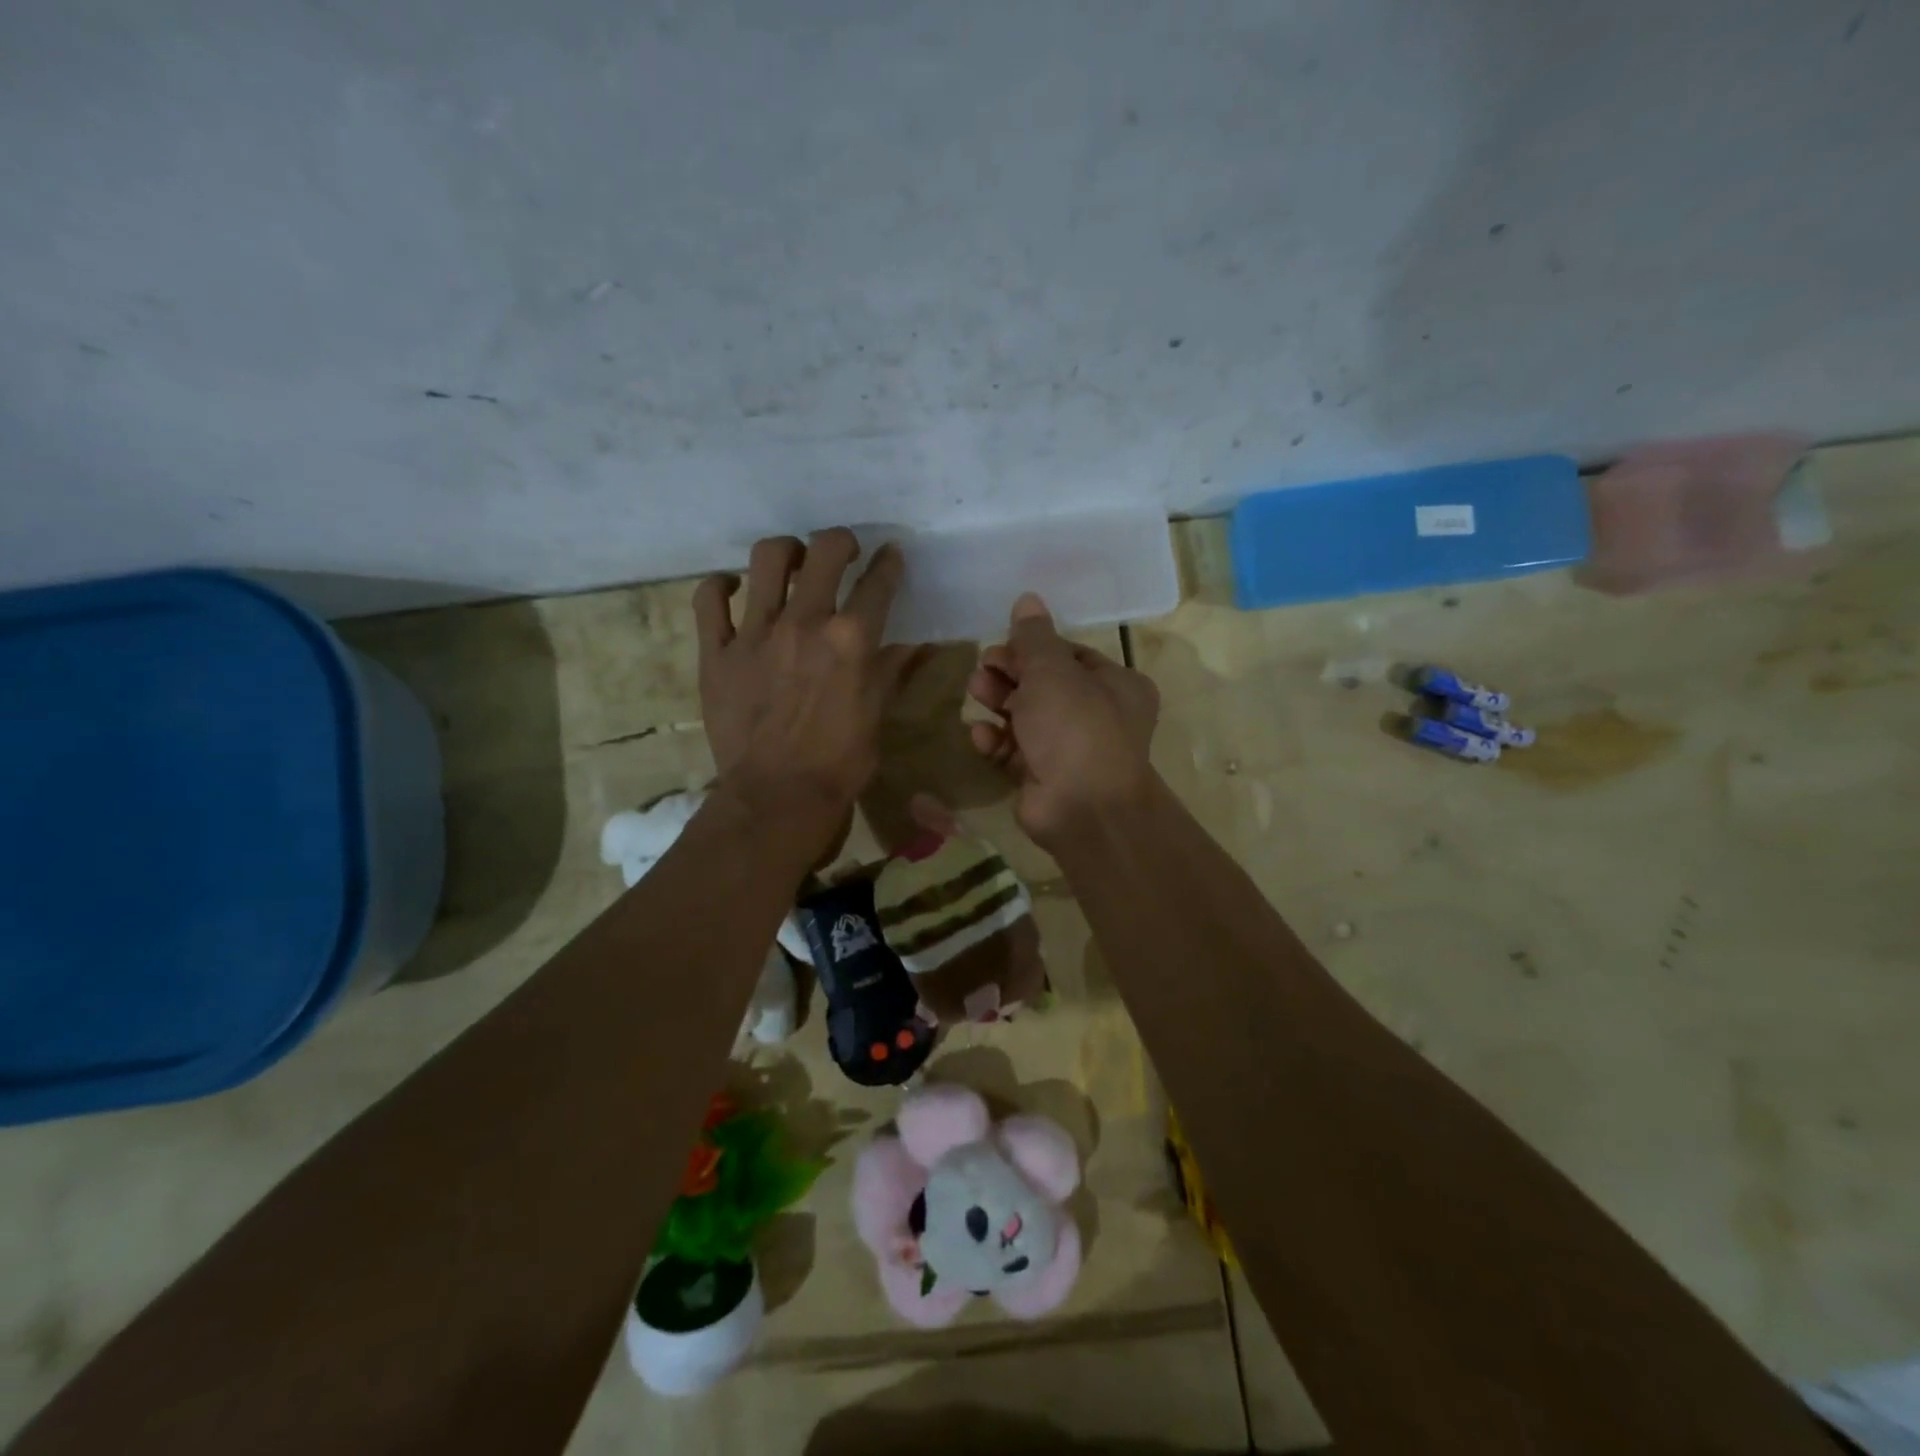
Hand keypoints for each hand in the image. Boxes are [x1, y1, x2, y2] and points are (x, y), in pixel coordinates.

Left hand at [693, 529, 919, 849]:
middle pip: (825, 551)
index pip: (878, 582)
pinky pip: (709, 600)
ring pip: (766, 558)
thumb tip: (918, 644)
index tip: (890, 557)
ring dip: (786, 551)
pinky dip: (720, 586)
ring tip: (791, 562)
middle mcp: (805, 623)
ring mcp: (756, 634)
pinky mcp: (717, 652)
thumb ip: (893, 671)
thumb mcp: (877, 715)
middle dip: (841, 542)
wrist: (778, 797)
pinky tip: (733, 588)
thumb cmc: (841, 762)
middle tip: (843, 552)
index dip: (889, 563)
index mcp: (851, 639)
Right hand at [967, 593, 1160, 843]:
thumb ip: (1034, 637)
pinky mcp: (1043, 777)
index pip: (1069, 655)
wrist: (1082, 808)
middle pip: (1044, 685)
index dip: (1032, 648)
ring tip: (975, 692)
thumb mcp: (1053, 671)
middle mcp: (1097, 715)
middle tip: (983, 669)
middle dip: (1010, 674)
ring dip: (999, 702)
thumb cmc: (1075, 728)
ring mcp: (1069, 750)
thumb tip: (1028, 599)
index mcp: (1115, 685)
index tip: (1001, 645)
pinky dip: (997, 741)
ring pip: (1026, 717)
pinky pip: (1015, 751)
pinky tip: (980, 735)